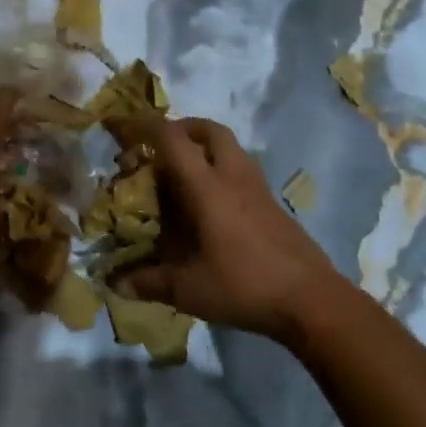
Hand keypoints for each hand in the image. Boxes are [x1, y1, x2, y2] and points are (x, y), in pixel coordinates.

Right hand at [124, 117, 348, 346]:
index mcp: (207, 188)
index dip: (147, 127)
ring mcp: (258, 189)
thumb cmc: (244, 286)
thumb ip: (149, 283)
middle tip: (161, 145)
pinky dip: (222, 170)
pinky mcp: (274, 204)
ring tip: (184, 172)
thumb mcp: (188, 290)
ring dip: (206, 147)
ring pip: (231, 148)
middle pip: (210, 130)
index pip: (174, 140)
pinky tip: (212, 203)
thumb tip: (114, 285)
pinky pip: (243, 170)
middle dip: (183, 128)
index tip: (126, 128)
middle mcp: (233, 177)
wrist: (311, 299)